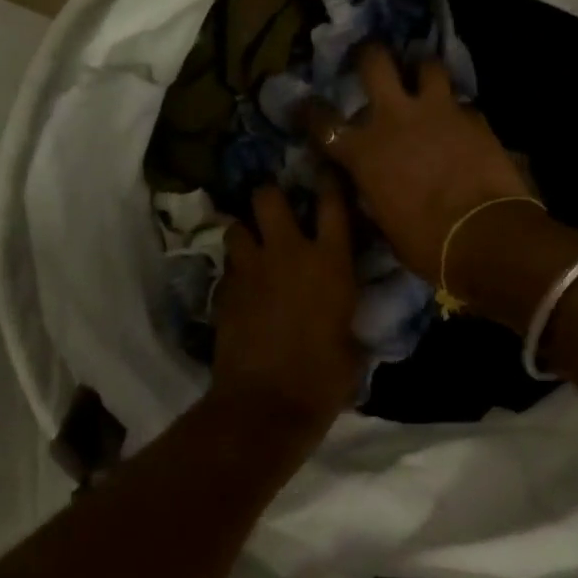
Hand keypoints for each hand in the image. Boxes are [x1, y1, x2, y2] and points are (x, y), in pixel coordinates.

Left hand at [212, 180, 362, 420]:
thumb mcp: (351, 346)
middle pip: (268, 197)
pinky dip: (236, 269)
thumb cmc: (323, 379)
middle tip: (276, 210)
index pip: (332, 204)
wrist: (265, 405)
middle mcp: (288, 254)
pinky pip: (229, 266)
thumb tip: (343, 318)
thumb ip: (345, 317)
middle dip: (270, 197)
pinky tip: (243, 285)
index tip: (326, 172)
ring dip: (245, 232)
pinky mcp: (225, 292)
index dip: (328, 182)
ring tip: (253, 246)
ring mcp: (251, 270)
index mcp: (330, 262)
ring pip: (237, 226)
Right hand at [300, 43, 535, 282]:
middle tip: (370, 58)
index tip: (306, 106)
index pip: (322, 122)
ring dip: (422, 70)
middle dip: (369, 54)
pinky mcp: (474, 117)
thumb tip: (372, 191)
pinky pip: (461, 102)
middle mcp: (395, 119)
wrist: (485, 234)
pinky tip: (460, 123)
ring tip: (424, 79)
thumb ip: (375, 196)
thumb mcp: (386, 226)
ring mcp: (437, 111)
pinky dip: (457, 110)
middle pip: (375, 62)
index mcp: (364, 152)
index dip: (309, 111)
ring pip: (427, 65)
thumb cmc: (427, 244)